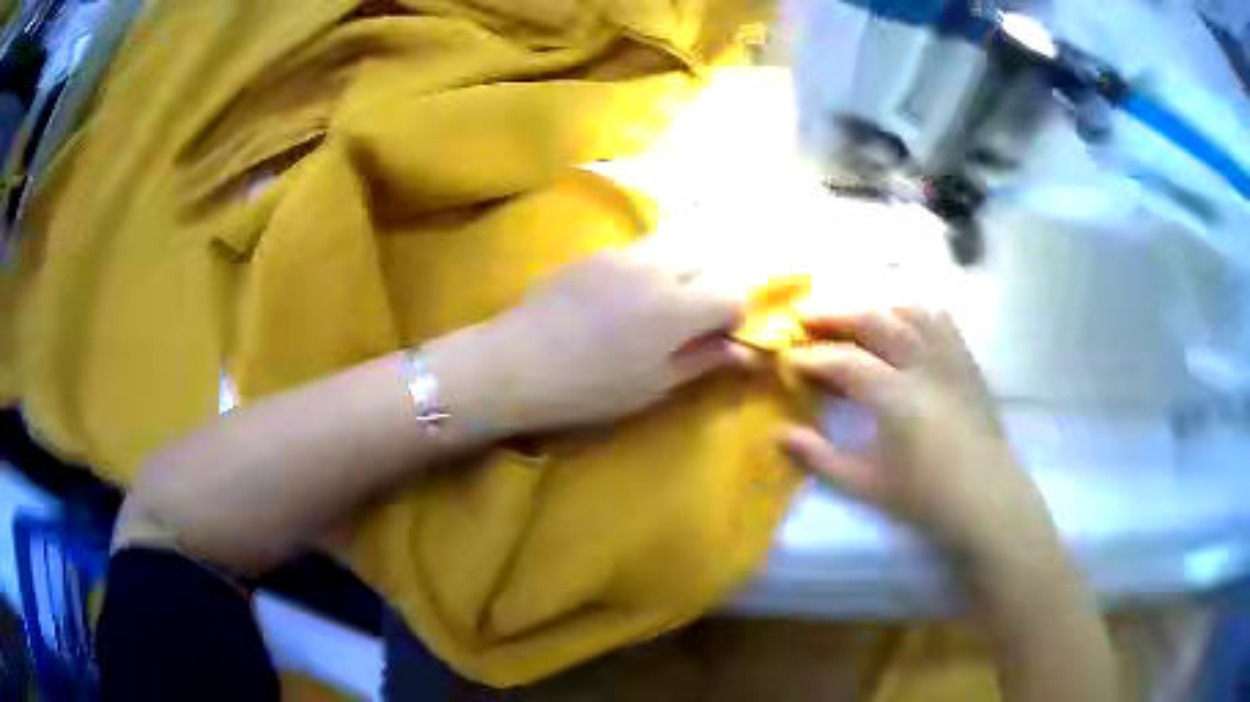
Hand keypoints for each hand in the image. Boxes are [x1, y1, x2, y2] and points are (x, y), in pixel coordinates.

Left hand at [474, 249, 753, 434]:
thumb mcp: (654, 386)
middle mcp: (659, 268)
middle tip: (693, 319)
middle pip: (709, 257)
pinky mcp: (596, 253)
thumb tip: (744, 352)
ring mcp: (624, 254)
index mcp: (680, 306)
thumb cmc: (591, 387)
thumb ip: (703, 360)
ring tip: (662, 304)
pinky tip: (625, 296)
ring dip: (684, 269)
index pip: (733, 293)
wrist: (518, 362)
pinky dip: (651, 266)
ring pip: (675, 246)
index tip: (717, 339)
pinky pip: (640, 249)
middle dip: (713, 283)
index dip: (733, 317)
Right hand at [778, 308, 1053, 561]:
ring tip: (855, 317)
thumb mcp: (866, 486)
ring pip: (910, 311)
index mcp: (896, 397)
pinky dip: (916, 313)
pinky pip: (941, 321)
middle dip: (835, 315)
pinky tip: (904, 323)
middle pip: (875, 321)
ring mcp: (950, 358)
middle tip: (807, 318)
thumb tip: (779, 434)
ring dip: (877, 308)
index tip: (788, 359)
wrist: (987, 500)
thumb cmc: (926, 499)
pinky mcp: (967, 362)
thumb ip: (820, 458)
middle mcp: (924, 365)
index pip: (845, 362)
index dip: (812, 358)